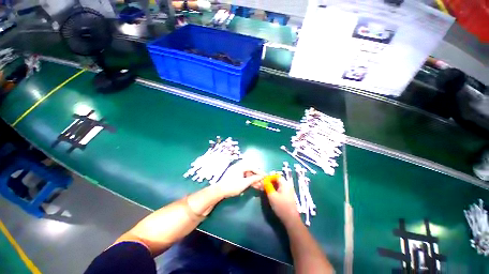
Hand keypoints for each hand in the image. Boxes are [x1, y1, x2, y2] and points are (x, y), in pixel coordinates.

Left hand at [216, 163, 264, 197]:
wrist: (219, 191)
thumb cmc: (232, 186)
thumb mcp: (244, 183)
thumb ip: (254, 179)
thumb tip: (261, 177)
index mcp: (240, 166)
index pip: (252, 167)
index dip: (259, 172)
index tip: (265, 176)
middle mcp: (238, 166)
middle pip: (250, 170)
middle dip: (257, 176)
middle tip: (262, 181)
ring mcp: (236, 171)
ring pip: (247, 174)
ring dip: (253, 179)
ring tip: (259, 186)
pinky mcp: (234, 175)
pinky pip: (244, 176)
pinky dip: (248, 180)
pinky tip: (253, 185)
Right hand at [264, 176, 300, 226]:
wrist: (290, 219)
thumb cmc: (281, 206)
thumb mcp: (272, 195)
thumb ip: (267, 186)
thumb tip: (263, 181)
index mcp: (285, 183)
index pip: (276, 176)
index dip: (269, 177)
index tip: (263, 181)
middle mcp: (287, 185)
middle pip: (277, 180)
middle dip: (269, 181)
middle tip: (263, 185)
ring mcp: (288, 191)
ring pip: (278, 185)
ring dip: (271, 186)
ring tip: (264, 189)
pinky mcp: (287, 196)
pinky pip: (279, 189)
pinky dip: (274, 189)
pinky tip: (269, 193)